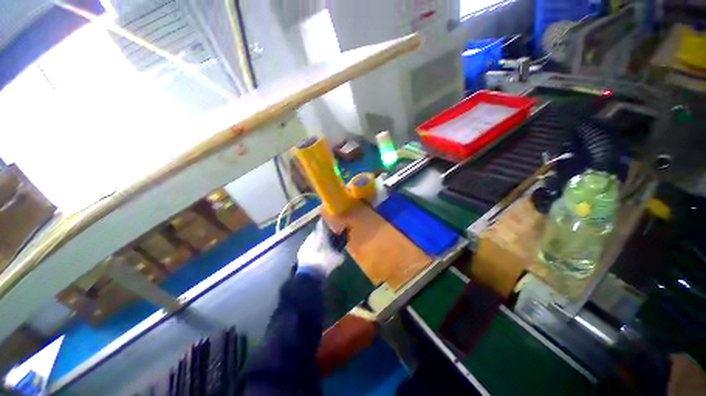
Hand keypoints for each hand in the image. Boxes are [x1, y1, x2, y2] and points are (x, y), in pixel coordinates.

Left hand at [297, 220, 344, 276]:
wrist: (310, 275)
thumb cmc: (325, 262)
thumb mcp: (338, 258)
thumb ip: (340, 252)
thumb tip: (342, 250)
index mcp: (321, 235)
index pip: (322, 224)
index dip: (325, 223)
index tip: (329, 223)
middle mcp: (311, 237)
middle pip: (316, 231)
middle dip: (321, 234)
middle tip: (327, 237)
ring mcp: (305, 244)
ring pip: (311, 239)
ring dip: (316, 241)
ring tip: (321, 247)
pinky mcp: (300, 251)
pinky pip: (307, 246)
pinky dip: (311, 248)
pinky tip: (315, 254)